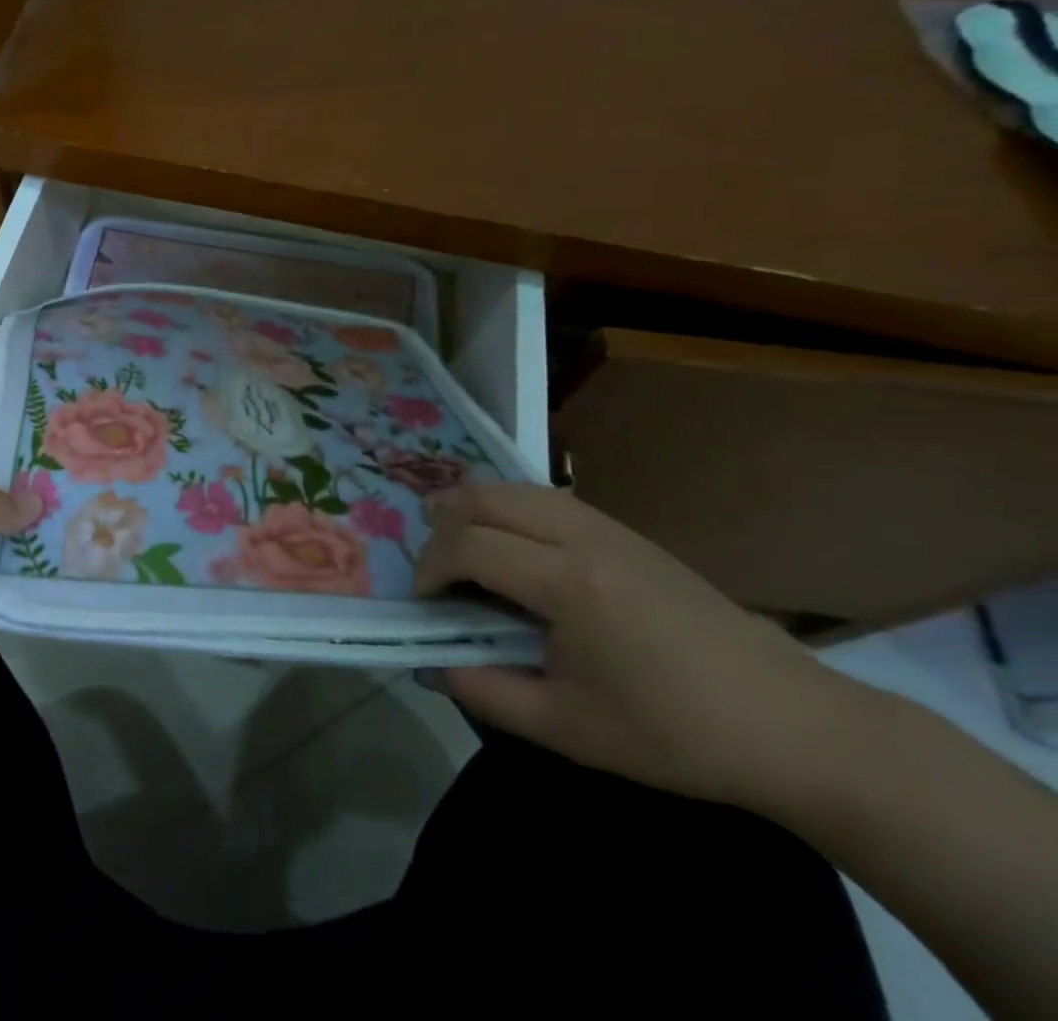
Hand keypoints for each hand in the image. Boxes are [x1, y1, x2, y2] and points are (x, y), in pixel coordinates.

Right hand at [413, 483, 863, 809]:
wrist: (796, 727)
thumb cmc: (677, 734)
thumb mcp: (570, 728)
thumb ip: (488, 693)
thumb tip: (433, 665)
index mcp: (568, 583)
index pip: (469, 545)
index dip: (431, 568)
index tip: (425, 603)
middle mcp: (584, 538)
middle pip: (486, 497)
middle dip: (444, 526)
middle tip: (437, 570)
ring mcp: (612, 529)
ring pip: (518, 488)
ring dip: (476, 508)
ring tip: (462, 546)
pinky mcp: (631, 535)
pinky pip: (551, 499)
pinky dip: (513, 509)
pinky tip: (516, 546)